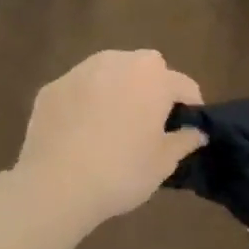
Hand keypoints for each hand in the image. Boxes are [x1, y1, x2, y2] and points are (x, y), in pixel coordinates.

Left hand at [15, 50, 205, 229]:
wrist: (55, 186)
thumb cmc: (122, 171)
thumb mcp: (164, 162)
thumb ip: (185, 140)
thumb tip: (197, 132)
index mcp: (154, 78)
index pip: (185, 85)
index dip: (192, 107)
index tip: (188, 130)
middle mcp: (118, 63)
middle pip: (147, 68)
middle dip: (154, 88)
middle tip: (151, 122)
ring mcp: (80, 72)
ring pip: (111, 72)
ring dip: (119, 89)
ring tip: (116, 122)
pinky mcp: (52, 87)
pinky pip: (81, 88)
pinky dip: (88, 101)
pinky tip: (83, 131)